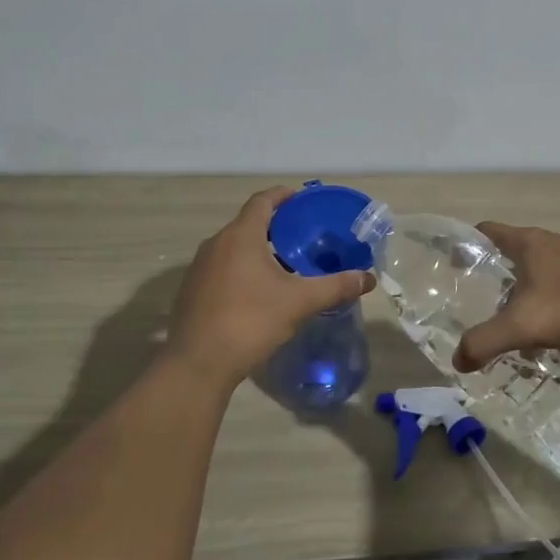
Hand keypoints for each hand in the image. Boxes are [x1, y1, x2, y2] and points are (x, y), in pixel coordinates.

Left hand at [167, 187, 373, 388]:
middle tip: (302, 236)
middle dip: (275, 226)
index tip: (302, 199)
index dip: (283, 195)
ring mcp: (199, 267)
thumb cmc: (250, 321)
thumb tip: (368, 278)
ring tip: (285, 264)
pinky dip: (242, 268)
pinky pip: (222, 267)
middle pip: (248, 223)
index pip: (262, 201)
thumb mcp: (299, 302)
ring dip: (258, 249)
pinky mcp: (192, 290)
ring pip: (234, 247)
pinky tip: (258, 292)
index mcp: (241, 236)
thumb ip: (335, 287)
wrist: (198, 364)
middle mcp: (216, 243)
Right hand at [453, 222, 559, 370]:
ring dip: (523, 292)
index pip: (485, 231)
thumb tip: (458, 361)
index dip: (466, 245)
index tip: (453, 265)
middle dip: (494, 276)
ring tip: (514, 323)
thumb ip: (486, 342)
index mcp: (525, 243)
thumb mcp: (523, 325)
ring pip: (537, 271)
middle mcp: (547, 243)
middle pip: (510, 252)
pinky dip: (548, 303)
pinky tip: (552, 332)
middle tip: (480, 302)